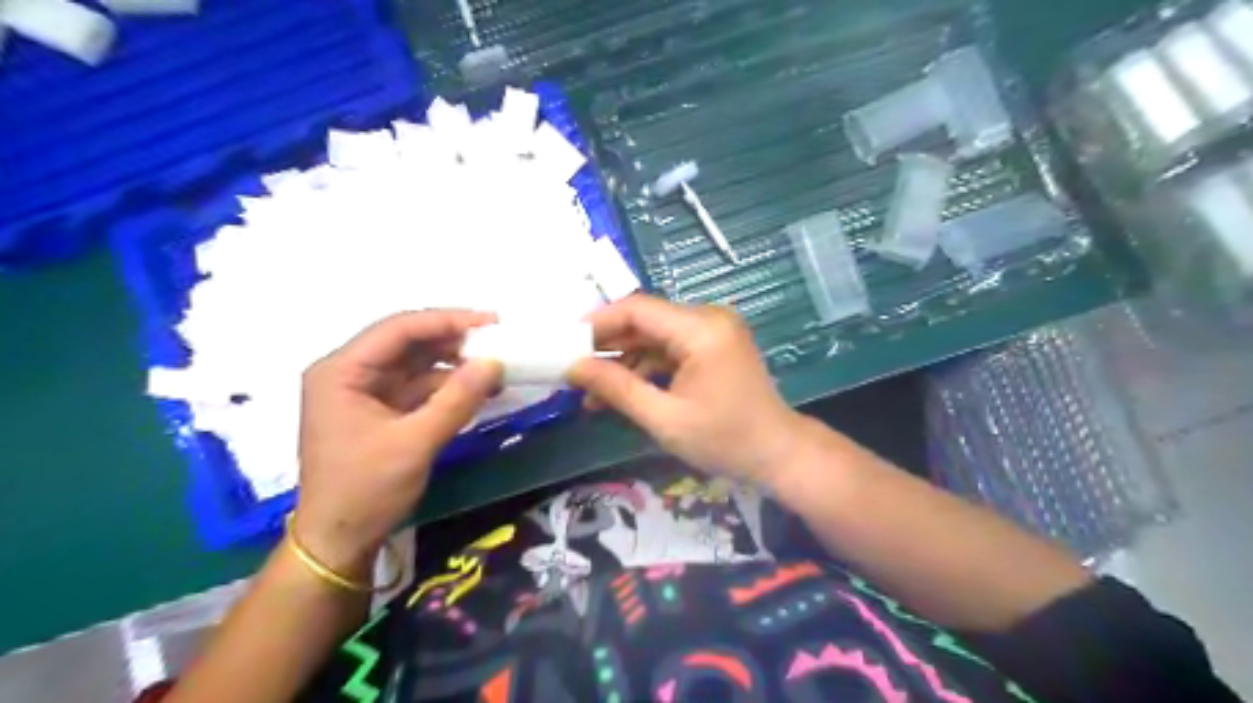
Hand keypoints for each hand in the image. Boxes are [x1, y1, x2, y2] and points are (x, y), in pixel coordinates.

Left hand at [295, 313, 502, 577]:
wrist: (339, 541)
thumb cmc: (366, 490)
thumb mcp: (415, 443)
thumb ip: (457, 400)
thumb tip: (495, 362)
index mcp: (342, 371)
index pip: (399, 329)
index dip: (446, 321)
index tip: (491, 322)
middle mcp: (349, 373)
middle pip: (407, 342)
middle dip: (453, 341)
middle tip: (498, 341)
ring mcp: (364, 392)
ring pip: (415, 364)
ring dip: (453, 364)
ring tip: (494, 366)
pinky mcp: (379, 411)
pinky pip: (418, 387)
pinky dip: (447, 386)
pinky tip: (476, 389)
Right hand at [571, 295, 808, 481]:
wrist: (778, 453)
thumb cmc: (725, 440)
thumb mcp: (664, 419)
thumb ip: (617, 389)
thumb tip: (573, 368)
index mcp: (701, 330)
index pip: (638, 309)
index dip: (598, 322)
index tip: (566, 343)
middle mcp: (708, 319)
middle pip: (645, 319)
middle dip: (608, 344)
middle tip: (573, 369)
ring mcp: (713, 331)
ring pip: (655, 335)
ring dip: (625, 360)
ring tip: (591, 392)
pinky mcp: (713, 345)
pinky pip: (670, 348)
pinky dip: (646, 367)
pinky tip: (621, 391)